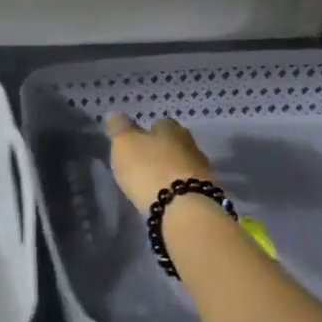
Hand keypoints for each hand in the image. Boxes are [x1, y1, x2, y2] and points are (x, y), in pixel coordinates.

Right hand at [104, 112, 218, 209]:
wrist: (183, 208)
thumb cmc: (149, 169)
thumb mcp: (125, 144)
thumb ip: (120, 128)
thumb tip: (115, 114)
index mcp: (171, 128)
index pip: (160, 123)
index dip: (148, 132)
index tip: (138, 142)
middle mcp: (190, 144)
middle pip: (175, 143)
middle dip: (162, 151)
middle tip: (145, 162)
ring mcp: (202, 169)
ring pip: (183, 163)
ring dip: (171, 170)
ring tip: (155, 182)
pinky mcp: (206, 193)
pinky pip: (188, 184)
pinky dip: (178, 187)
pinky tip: (168, 196)